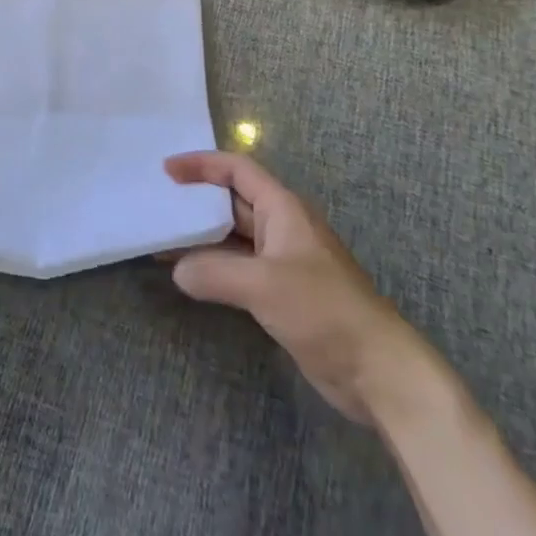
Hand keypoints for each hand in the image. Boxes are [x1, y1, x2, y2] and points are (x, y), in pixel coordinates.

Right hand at [164, 151, 435, 424]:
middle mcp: (282, 227)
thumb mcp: (264, 285)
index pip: (237, 170)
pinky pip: (238, 268)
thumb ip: (214, 272)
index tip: (166, 171)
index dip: (201, 165)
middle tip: (157, 205)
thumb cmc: (324, 310)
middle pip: (232, 202)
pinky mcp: (282, 294)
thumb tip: (177, 270)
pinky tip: (189, 277)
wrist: (377, 371)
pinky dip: (212, 266)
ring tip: (161, 241)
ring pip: (233, 237)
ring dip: (200, 237)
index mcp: (283, 209)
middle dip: (195, 201)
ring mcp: (283, 262)